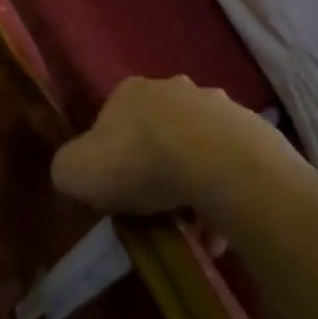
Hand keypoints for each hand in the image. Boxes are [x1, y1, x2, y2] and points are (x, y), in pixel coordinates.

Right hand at [51, 76, 277, 215]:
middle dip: (156, 164)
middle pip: (159, 129)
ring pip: (197, 146)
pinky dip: (222, 194)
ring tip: (191, 226)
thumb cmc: (139, 162)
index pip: (112, 119)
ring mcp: (216, 106)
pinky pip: (229, 166)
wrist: (215, 162)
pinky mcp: (250, 129)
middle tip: (155, 205)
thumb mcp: (76, 171)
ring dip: (192, 181)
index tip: (115, 189)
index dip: (111, 155)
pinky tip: (218, 230)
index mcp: (131, 91)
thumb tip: (75, 171)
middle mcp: (174, 88)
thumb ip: (68, 168)